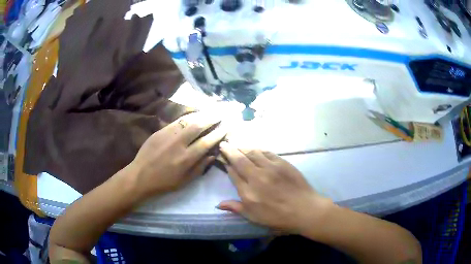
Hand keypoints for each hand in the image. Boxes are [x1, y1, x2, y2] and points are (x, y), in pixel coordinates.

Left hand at [128, 112, 226, 196]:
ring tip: (210, 111)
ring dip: (201, 115)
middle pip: (198, 126)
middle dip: (212, 118)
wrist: (140, 176)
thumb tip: (213, 154)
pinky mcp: (160, 131)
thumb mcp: (185, 181)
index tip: (226, 126)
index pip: (206, 142)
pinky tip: (193, 115)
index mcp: (186, 159)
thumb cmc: (164, 182)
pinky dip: (188, 117)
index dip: (218, 133)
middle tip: (221, 114)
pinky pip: (176, 121)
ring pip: (187, 120)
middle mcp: (178, 144)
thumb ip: (200, 167)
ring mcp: (168, 135)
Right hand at [218, 142, 331, 232]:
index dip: (227, 165)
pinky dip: (258, 150)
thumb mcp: (254, 217)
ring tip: (237, 145)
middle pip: (239, 159)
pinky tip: (255, 150)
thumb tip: (218, 204)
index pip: (233, 174)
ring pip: (252, 153)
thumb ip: (236, 208)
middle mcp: (256, 177)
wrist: (304, 209)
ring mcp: (270, 168)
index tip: (223, 160)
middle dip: (229, 151)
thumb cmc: (278, 217)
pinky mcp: (282, 163)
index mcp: (248, 192)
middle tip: (224, 144)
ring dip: (243, 148)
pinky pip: (267, 152)